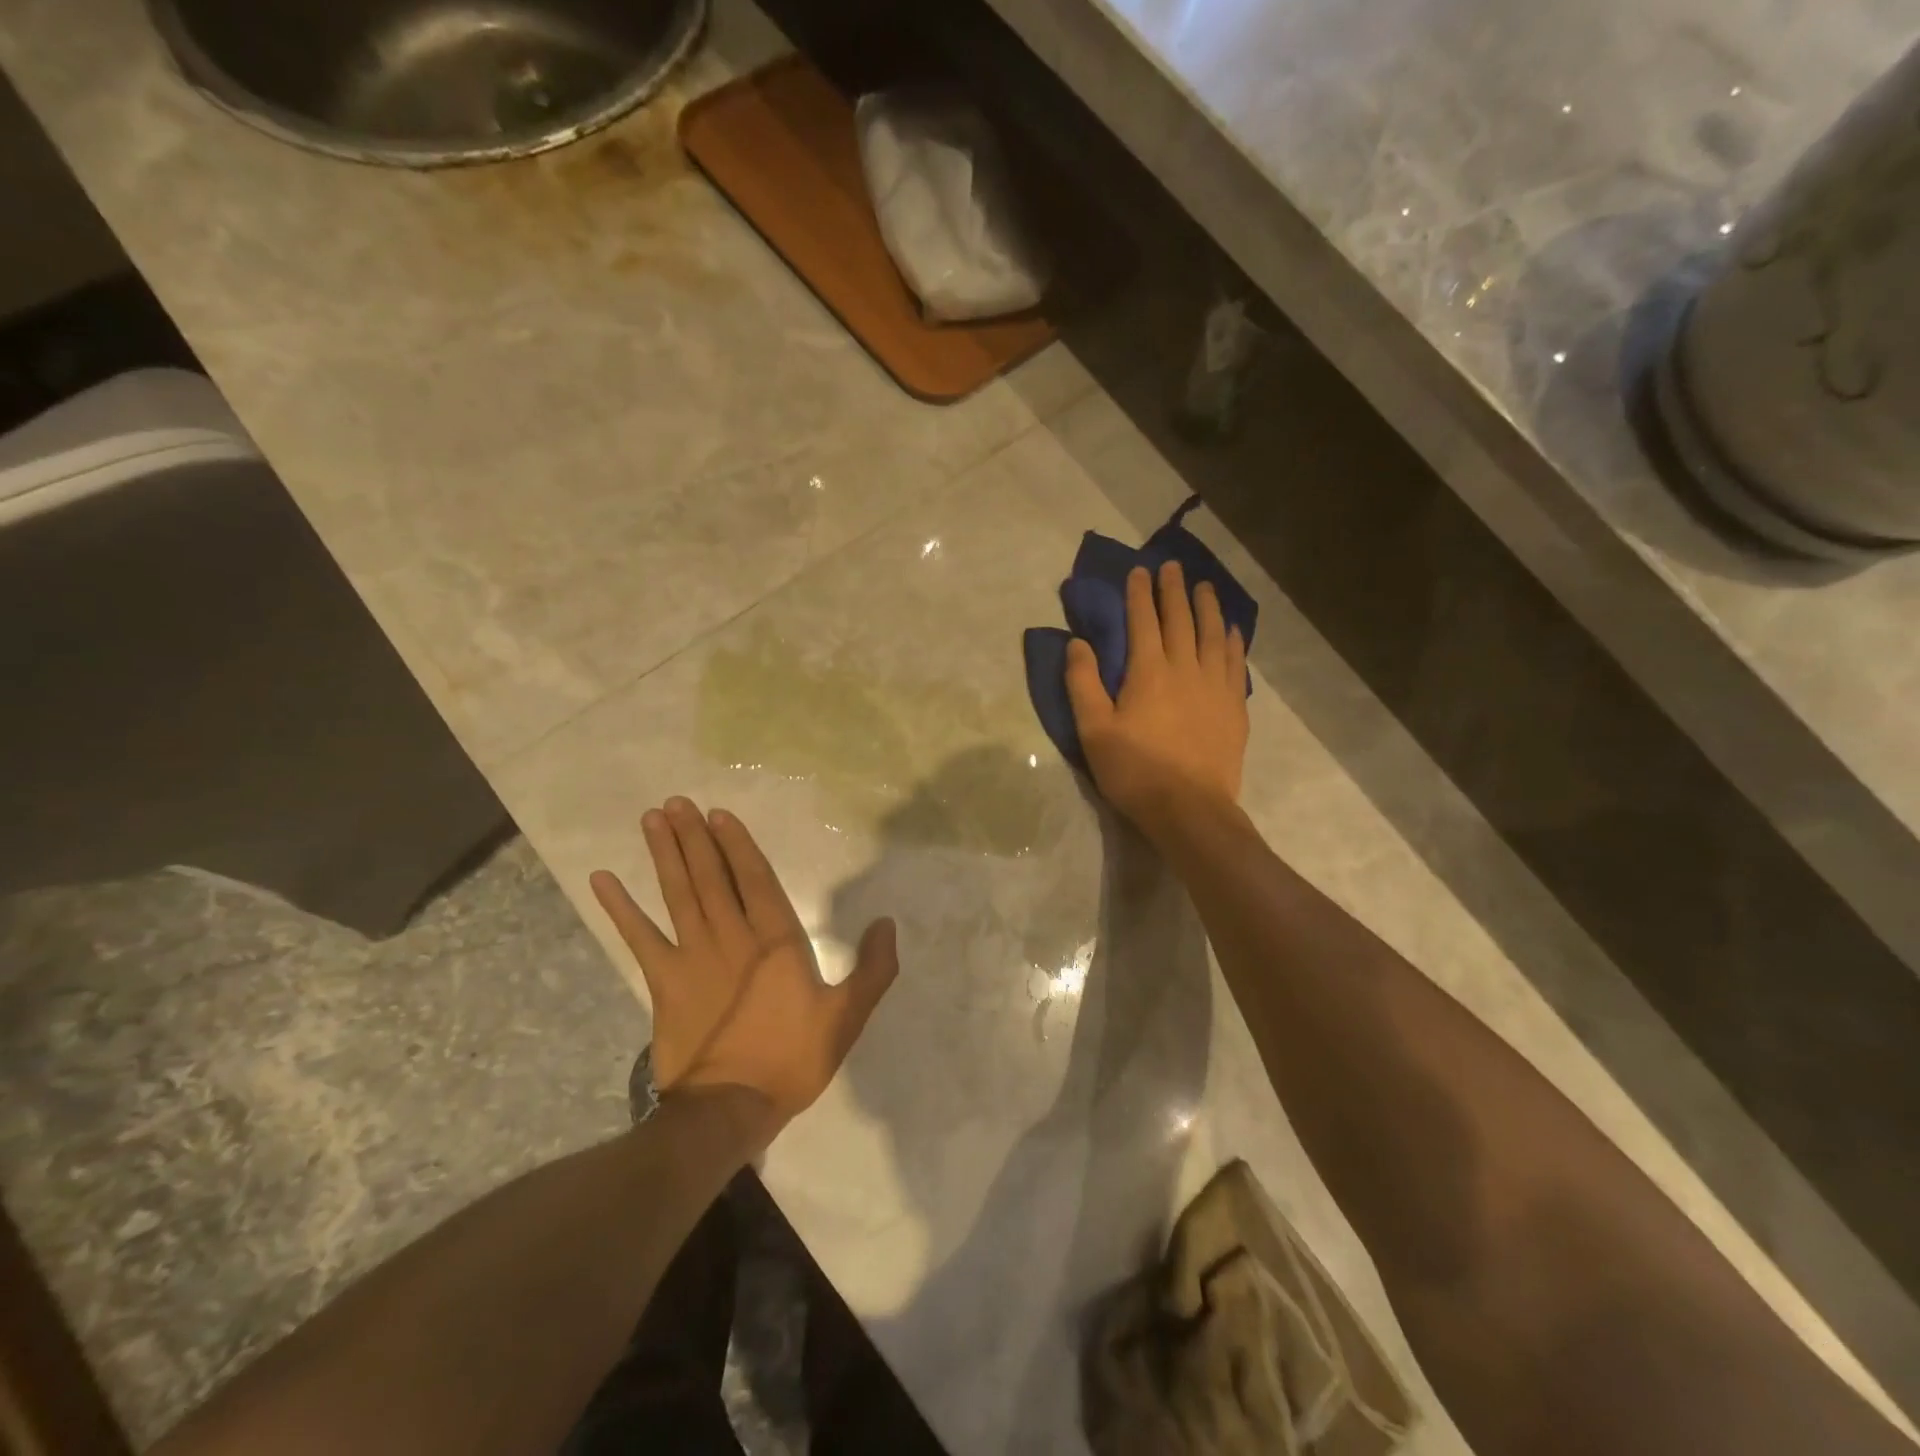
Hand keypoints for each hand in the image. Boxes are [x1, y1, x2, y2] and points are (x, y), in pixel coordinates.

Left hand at [589, 799, 897, 1138]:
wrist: (730, 1108)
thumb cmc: (792, 1059)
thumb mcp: (847, 1017)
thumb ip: (873, 969)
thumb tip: (886, 922)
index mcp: (776, 941)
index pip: (756, 880)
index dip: (737, 844)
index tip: (718, 814)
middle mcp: (732, 936)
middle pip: (711, 876)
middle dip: (695, 837)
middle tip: (676, 803)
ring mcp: (692, 956)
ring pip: (678, 894)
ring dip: (665, 855)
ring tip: (653, 819)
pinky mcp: (663, 981)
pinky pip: (638, 937)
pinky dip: (620, 908)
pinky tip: (602, 880)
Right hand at [1066, 560, 1248, 836]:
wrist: (1189, 809)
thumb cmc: (1135, 771)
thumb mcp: (1094, 730)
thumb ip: (1083, 683)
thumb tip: (1078, 643)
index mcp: (1148, 672)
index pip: (1143, 621)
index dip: (1140, 594)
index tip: (1139, 571)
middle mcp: (1185, 668)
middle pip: (1180, 620)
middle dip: (1174, 590)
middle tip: (1173, 567)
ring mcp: (1215, 686)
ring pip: (1213, 635)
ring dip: (1207, 607)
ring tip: (1205, 587)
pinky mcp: (1234, 707)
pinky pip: (1234, 662)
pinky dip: (1232, 640)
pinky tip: (1232, 630)